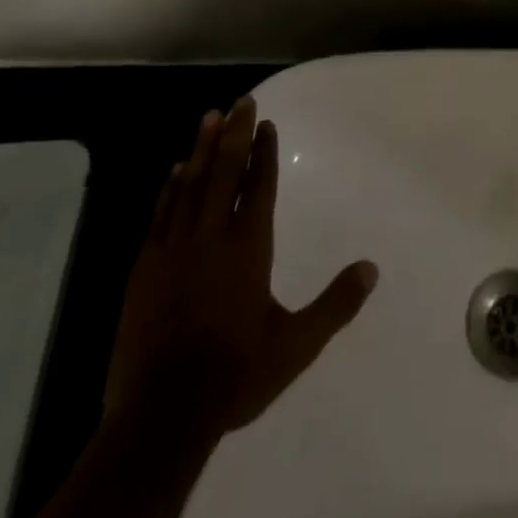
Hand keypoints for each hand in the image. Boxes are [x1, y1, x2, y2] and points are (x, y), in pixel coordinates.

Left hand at [103, 99, 376, 456]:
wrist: (161, 417)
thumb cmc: (235, 375)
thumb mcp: (297, 344)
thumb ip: (336, 303)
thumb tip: (372, 268)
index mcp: (248, 248)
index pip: (259, 187)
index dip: (264, 153)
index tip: (266, 123)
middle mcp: (211, 238)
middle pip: (224, 173)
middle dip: (234, 134)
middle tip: (241, 100)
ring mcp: (173, 251)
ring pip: (190, 186)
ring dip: (201, 149)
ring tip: (208, 117)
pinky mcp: (145, 270)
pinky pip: (160, 215)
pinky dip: (169, 188)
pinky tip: (174, 170)